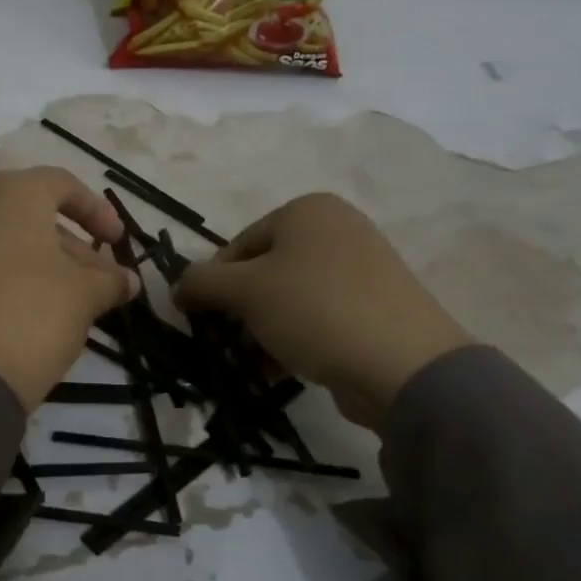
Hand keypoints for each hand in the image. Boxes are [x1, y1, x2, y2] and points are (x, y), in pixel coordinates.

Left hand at [0, 167, 139, 409]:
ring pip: (7, 241)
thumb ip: (110, 280)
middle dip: (74, 246)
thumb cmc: (32, 315)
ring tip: (74, 303)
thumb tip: (128, 280)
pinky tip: (35, 313)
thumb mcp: (84, 296)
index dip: (97, 211)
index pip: (62, 184)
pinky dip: (13, 278)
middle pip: (33, 215)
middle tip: (101, 282)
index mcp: (10, 193)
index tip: (118, 243)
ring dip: (46, 265)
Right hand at [173, 193, 471, 428]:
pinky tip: (282, 370)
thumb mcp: (244, 291)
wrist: (403, 365)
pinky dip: (295, 339)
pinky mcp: (375, 306)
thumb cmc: (315, 311)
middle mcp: (337, 229)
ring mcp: (361, 268)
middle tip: (229, 347)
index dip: (213, 286)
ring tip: (255, 365)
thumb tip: (178, 288)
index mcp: (307, 210)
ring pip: (289, 299)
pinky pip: (318, 317)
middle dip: (239, 313)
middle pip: (263, 273)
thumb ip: (201, 283)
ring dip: (262, 332)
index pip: (236, 246)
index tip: (204, 324)